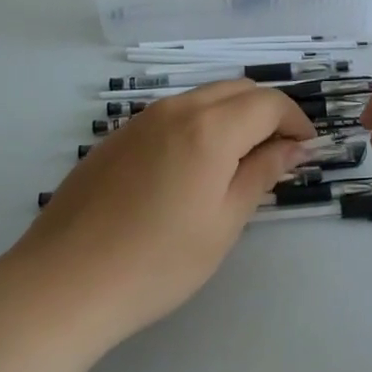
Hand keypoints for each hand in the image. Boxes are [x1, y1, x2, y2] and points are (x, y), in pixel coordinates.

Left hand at [11, 81, 314, 344]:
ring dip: (232, 115)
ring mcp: (142, 119)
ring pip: (203, 97)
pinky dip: (199, 123)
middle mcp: (177, 109)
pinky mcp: (119, 135)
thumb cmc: (157, 262)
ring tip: (239, 160)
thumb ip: (261, 174)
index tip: (306, 148)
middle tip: (278, 153)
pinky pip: (173, 113)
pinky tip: (192, 166)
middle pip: (237, 90)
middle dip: (266, 112)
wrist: (65, 282)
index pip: (268, 103)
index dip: (295, 121)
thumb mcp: (223, 223)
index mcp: (210, 129)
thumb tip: (293, 146)